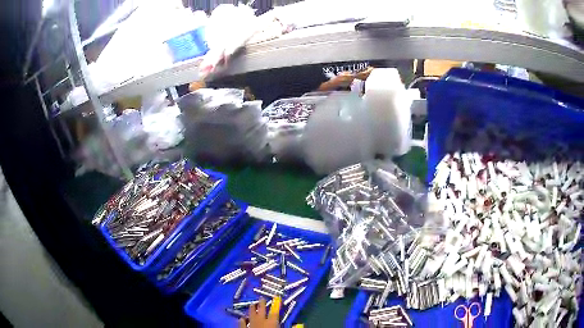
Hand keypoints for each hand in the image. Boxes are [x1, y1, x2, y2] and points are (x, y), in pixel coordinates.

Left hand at [240, 297, 280, 327]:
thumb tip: (298, 324)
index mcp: (271, 322)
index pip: (274, 312)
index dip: (276, 305)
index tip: (276, 298)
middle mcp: (260, 321)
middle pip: (261, 310)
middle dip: (261, 304)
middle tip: (261, 298)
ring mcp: (250, 325)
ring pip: (251, 314)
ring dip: (252, 309)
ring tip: (252, 304)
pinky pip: (241, 323)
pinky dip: (242, 320)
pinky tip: (241, 318)